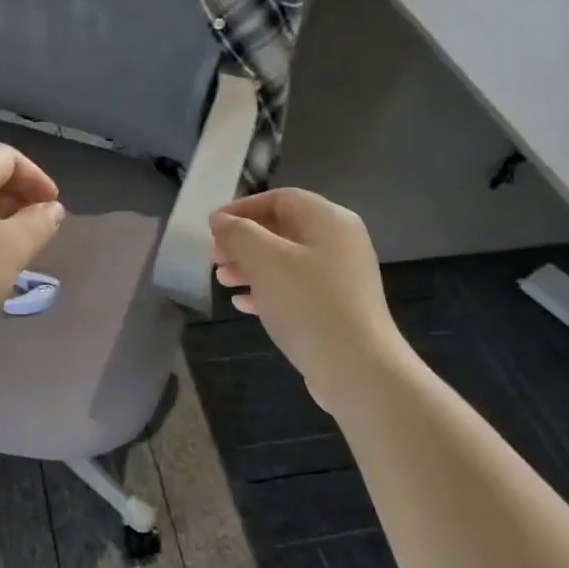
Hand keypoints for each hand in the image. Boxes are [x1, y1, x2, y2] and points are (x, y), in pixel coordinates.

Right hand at [209, 189, 400, 406]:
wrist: (356, 369)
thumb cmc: (308, 304)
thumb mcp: (264, 261)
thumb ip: (238, 234)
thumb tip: (220, 219)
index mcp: (328, 220)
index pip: (280, 198)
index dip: (242, 208)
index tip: (211, 227)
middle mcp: (339, 242)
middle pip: (283, 229)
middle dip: (243, 241)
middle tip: (214, 258)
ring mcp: (340, 277)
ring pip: (286, 261)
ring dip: (250, 267)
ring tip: (222, 281)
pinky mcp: (336, 307)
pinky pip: (295, 288)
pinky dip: (267, 290)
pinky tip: (243, 304)